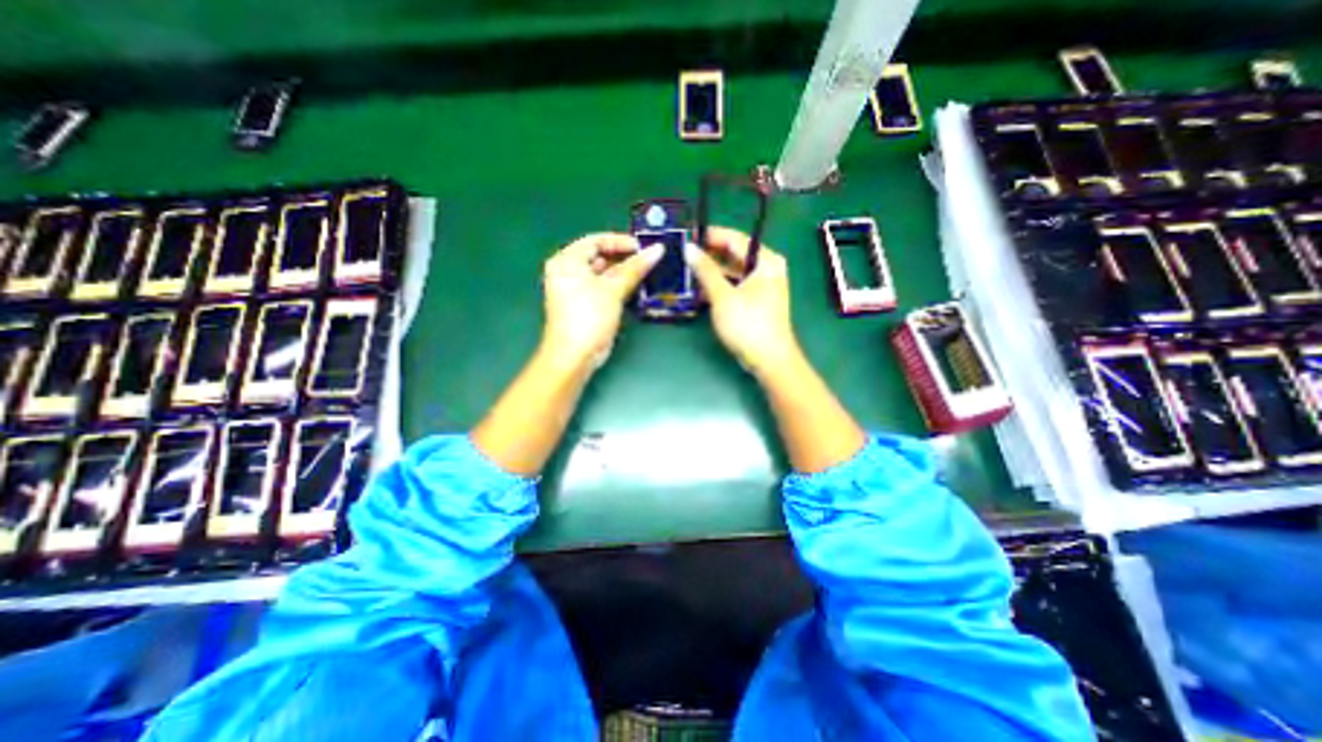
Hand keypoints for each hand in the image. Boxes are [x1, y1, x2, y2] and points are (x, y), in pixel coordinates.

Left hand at [539, 232, 658, 366]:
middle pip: (599, 256)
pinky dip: (619, 286)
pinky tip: (638, 287)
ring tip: (648, 272)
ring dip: (625, 273)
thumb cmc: (589, 316)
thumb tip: (657, 249)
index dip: (620, 241)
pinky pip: (604, 288)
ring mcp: (576, 290)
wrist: (575, 356)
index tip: (643, 247)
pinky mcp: (586, 305)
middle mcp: (568, 272)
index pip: (595, 240)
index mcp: (567, 261)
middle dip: (625, 258)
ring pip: (604, 274)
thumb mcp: (613, 289)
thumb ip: (635, 268)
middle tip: (649, 259)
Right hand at [686, 227, 799, 376]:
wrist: (768, 359)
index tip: (687, 236)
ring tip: (687, 271)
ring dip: (712, 273)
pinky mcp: (755, 301)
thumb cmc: (748, 324)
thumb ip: (705, 270)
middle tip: (683, 254)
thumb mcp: (723, 295)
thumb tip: (688, 248)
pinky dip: (719, 286)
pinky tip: (700, 290)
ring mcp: (762, 286)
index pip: (735, 239)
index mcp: (766, 261)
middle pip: (734, 255)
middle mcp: (767, 269)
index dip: (711, 236)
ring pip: (733, 271)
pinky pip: (735, 285)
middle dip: (709, 255)